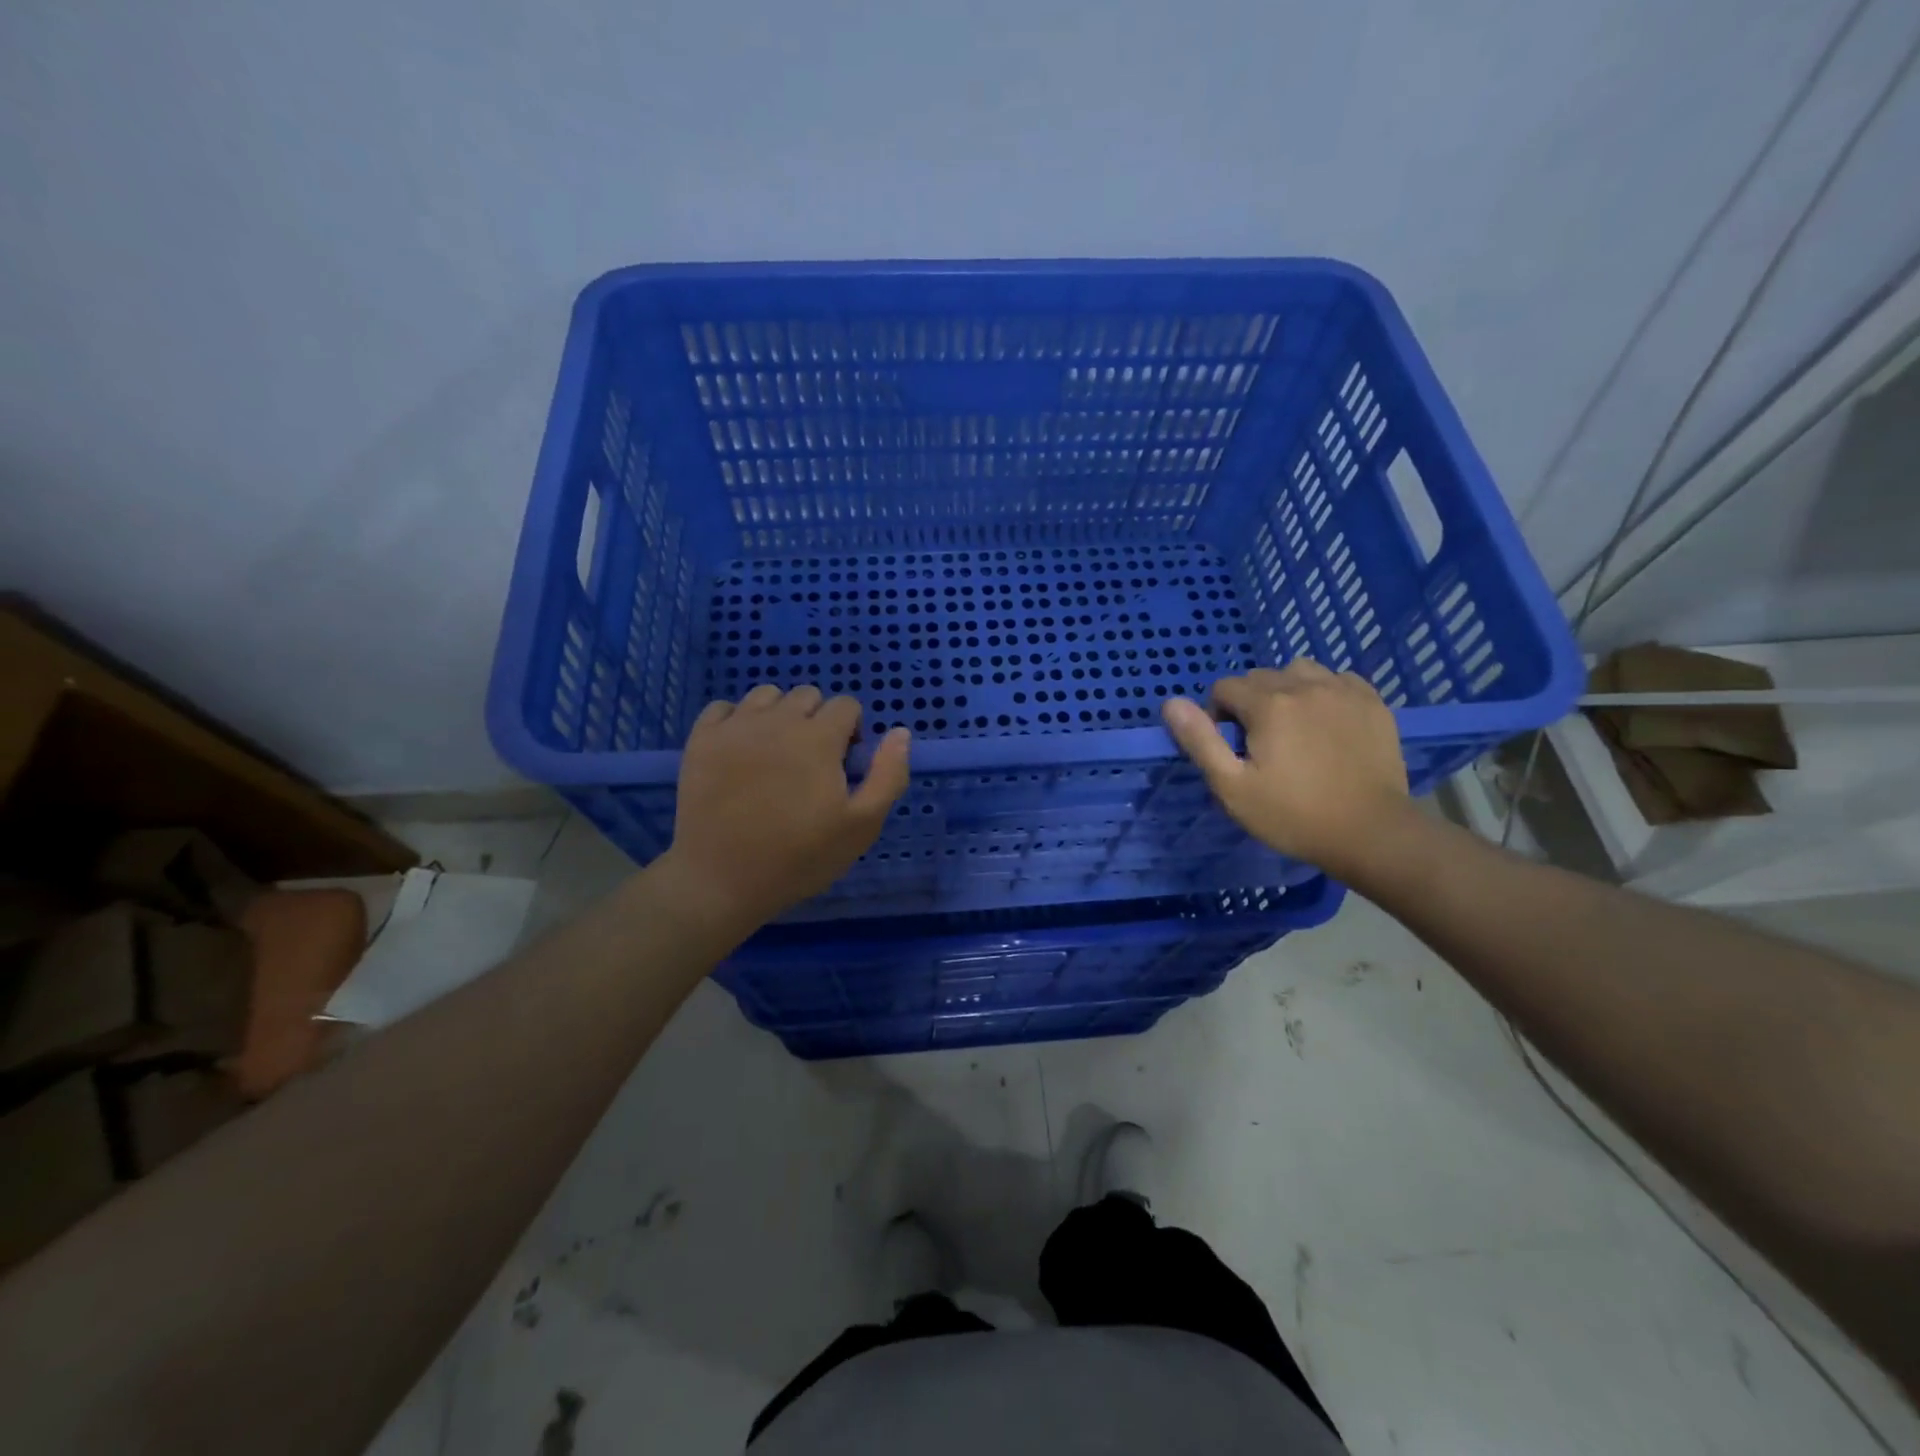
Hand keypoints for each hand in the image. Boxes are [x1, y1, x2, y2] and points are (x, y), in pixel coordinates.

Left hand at [661, 685, 910, 930]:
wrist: (721, 879)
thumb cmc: (799, 857)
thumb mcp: (862, 826)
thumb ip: (888, 774)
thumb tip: (901, 732)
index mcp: (819, 738)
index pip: (846, 705)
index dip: (852, 731)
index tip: (843, 764)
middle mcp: (777, 720)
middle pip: (807, 696)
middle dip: (817, 720)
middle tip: (810, 762)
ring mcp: (735, 727)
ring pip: (766, 696)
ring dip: (778, 715)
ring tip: (775, 753)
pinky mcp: (701, 740)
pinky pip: (723, 708)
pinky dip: (736, 721)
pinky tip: (739, 750)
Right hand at [1162, 663, 1410, 878]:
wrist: (1371, 833)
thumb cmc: (1293, 815)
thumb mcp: (1232, 787)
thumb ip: (1200, 741)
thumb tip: (1171, 703)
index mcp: (1268, 704)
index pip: (1225, 688)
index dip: (1218, 715)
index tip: (1230, 748)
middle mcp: (1305, 685)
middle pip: (1260, 677)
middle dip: (1250, 703)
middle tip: (1259, 745)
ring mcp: (1343, 690)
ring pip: (1299, 671)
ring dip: (1286, 690)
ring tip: (1292, 727)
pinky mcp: (1373, 702)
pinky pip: (1337, 679)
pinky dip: (1324, 692)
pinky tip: (1326, 722)